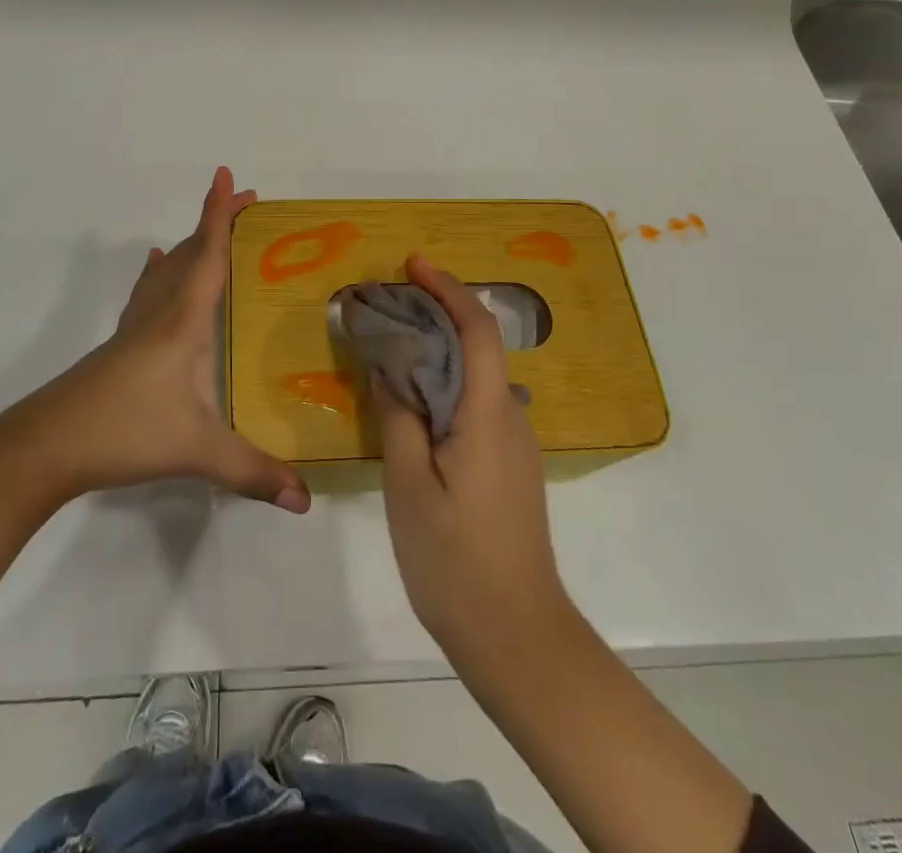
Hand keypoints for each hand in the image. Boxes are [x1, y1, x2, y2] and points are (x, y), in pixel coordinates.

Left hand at [6, 167, 309, 512]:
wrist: (46, 446)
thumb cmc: (124, 433)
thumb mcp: (196, 452)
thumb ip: (253, 472)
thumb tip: (305, 500)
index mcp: (183, 322)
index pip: (208, 256)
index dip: (220, 215)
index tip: (227, 175)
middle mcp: (160, 313)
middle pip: (191, 253)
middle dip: (218, 222)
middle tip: (249, 203)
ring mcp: (135, 326)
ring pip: (168, 269)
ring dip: (193, 243)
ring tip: (214, 231)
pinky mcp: (120, 344)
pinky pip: (147, 291)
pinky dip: (160, 270)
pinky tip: (155, 265)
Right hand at [374, 255, 571, 665]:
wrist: (516, 636)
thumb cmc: (455, 559)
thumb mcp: (408, 484)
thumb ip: (398, 416)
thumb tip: (389, 368)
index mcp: (489, 414)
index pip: (477, 329)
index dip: (448, 289)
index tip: (413, 265)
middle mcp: (511, 417)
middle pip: (477, 346)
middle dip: (435, 314)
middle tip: (385, 306)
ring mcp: (514, 444)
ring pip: (474, 377)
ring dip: (436, 352)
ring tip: (388, 349)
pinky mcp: (509, 466)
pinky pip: (475, 405)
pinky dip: (443, 385)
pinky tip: (410, 402)